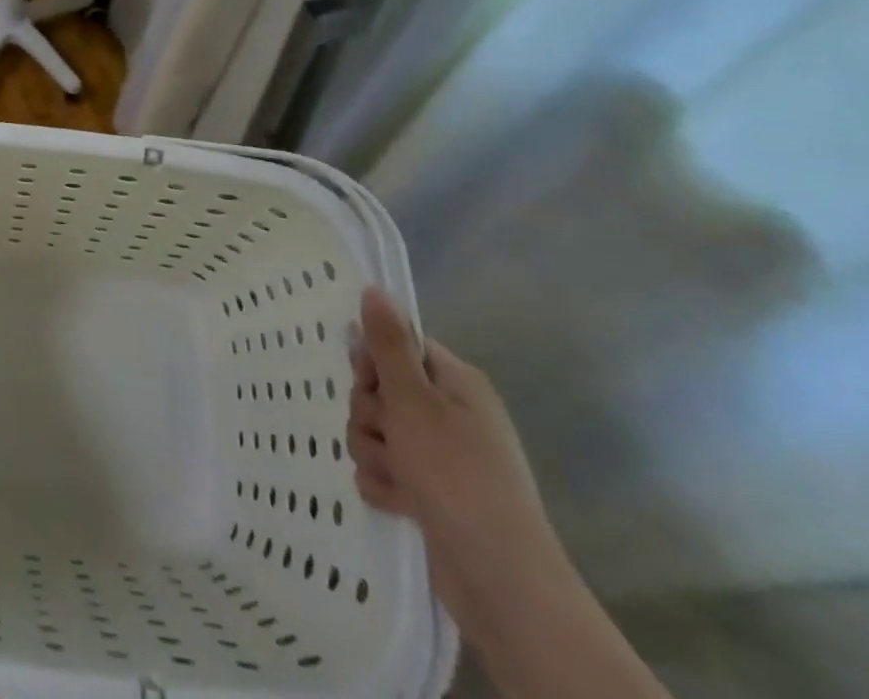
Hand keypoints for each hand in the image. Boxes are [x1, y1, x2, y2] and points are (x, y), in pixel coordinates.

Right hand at [347, 287, 566, 640]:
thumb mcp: (414, 400)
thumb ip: (388, 345)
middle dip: (370, 413)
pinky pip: (384, 470)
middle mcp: (449, 414)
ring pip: (376, 431)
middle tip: (388, 433)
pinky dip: (384, 484)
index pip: (398, 347)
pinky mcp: (430, 494)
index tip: (368, 379)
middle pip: (380, 390)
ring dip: (375, 451)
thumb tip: (374, 288)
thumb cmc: (457, 475)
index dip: (374, 361)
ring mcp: (441, 457)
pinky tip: (399, 502)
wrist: (500, 581)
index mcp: (455, 383)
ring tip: (398, 476)